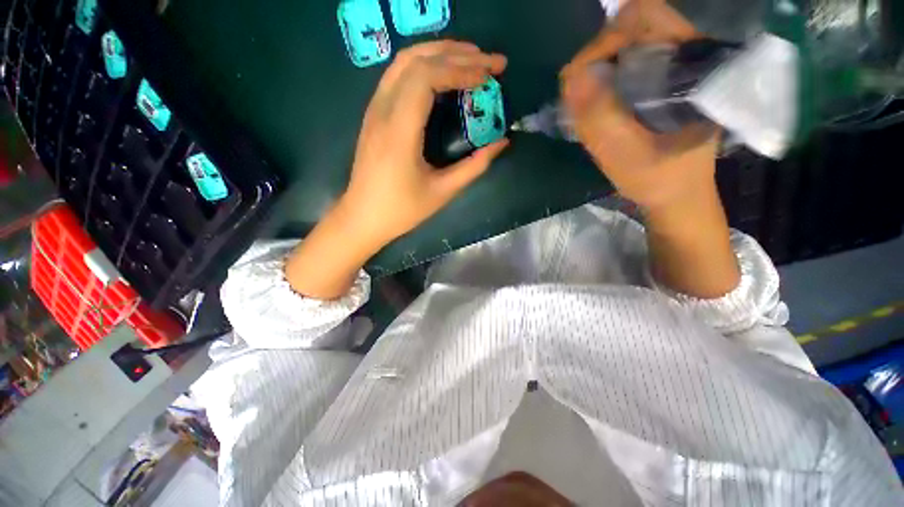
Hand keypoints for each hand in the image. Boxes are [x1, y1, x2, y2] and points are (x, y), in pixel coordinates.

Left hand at [285, 41, 507, 299]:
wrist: (363, 217)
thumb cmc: (402, 210)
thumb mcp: (442, 192)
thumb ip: (474, 167)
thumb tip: (501, 143)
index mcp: (399, 132)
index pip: (427, 78)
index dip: (461, 70)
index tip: (489, 77)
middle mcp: (382, 111)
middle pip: (416, 60)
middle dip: (456, 53)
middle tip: (489, 61)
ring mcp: (374, 110)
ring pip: (404, 62)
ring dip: (439, 53)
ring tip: (470, 60)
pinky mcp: (373, 115)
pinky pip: (397, 77)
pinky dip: (424, 66)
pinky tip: (443, 76)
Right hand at [561, 0, 716, 211]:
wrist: (679, 194)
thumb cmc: (659, 179)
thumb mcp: (625, 156)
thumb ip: (599, 120)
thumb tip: (571, 79)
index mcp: (694, 66)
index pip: (646, 18)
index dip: (605, 40)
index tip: (581, 78)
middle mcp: (689, 55)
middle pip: (635, 25)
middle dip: (597, 55)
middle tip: (580, 92)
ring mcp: (677, 65)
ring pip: (629, 42)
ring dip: (599, 67)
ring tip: (587, 101)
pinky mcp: (666, 79)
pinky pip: (629, 61)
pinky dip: (606, 76)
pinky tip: (599, 102)